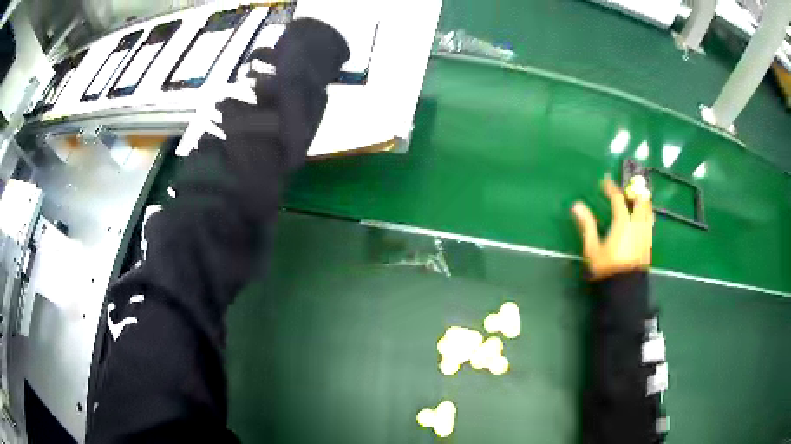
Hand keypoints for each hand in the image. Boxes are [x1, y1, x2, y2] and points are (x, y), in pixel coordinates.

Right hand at [571, 177, 653, 279]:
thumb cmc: (607, 269)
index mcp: (623, 223)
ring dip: (643, 200)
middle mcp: (637, 224)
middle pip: (640, 200)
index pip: (618, 199)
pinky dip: (645, 213)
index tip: (604, 182)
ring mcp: (645, 234)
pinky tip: (641, 217)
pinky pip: (649, 221)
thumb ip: (587, 225)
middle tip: (626, 187)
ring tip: (636, 198)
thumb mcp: (593, 248)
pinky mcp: (649, 243)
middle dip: (634, 190)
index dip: (611, 188)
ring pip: (648, 210)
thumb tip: (576, 205)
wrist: (625, 289)